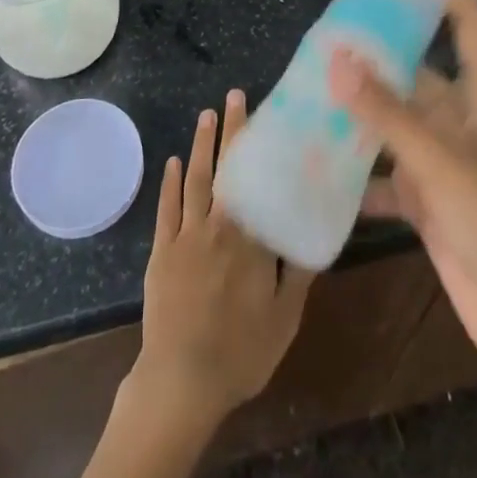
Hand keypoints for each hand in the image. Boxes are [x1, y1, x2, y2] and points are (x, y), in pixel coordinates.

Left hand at [79, 91, 313, 477]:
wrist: (182, 381)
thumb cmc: (241, 353)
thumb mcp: (285, 318)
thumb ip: (299, 273)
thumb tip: (314, 233)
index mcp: (251, 239)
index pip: (259, 181)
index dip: (261, 148)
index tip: (266, 115)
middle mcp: (220, 225)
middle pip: (226, 169)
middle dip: (231, 130)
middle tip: (234, 96)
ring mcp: (187, 235)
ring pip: (196, 179)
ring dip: (202, 145)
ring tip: (206, 114)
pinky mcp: (162, 249)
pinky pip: (167, 207)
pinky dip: (171, 182)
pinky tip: (174, 160)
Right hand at [330, 0, 476, 383]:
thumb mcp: (442, 163)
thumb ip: (388, 113)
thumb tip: (336, 58)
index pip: (472, 27)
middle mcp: (464, 123)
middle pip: (419, 74)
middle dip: (378, 57)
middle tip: (327, 38)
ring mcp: (446, 164)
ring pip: (397, 124)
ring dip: (361, 114)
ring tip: (310, 93)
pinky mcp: (431, 203)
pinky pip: (387, 175)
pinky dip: (358, 173)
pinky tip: (318, 168)